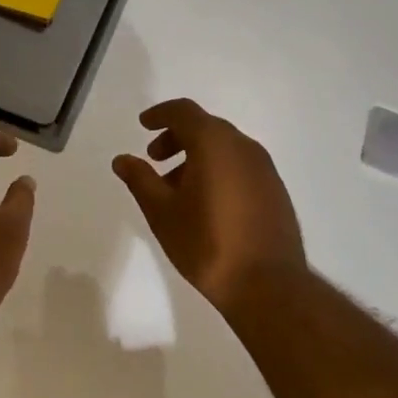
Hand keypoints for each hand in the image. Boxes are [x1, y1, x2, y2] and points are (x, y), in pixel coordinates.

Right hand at [112, 99, 306, 314]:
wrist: (268, 285)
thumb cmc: (207, 243)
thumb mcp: (162, 212)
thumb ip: (140, 179)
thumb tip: (122, 159)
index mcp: (215, 143)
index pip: (184, 111)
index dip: (160, 114)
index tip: (143, 125)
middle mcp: (243, 147)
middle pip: (205, 127)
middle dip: (176, 137)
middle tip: (154, 160)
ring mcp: (264, 168)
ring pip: (224, 148)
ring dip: (197, 156)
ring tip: (176, 190)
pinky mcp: (275, 190)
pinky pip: (240, 166)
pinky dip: (218, 170)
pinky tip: (206, 203)